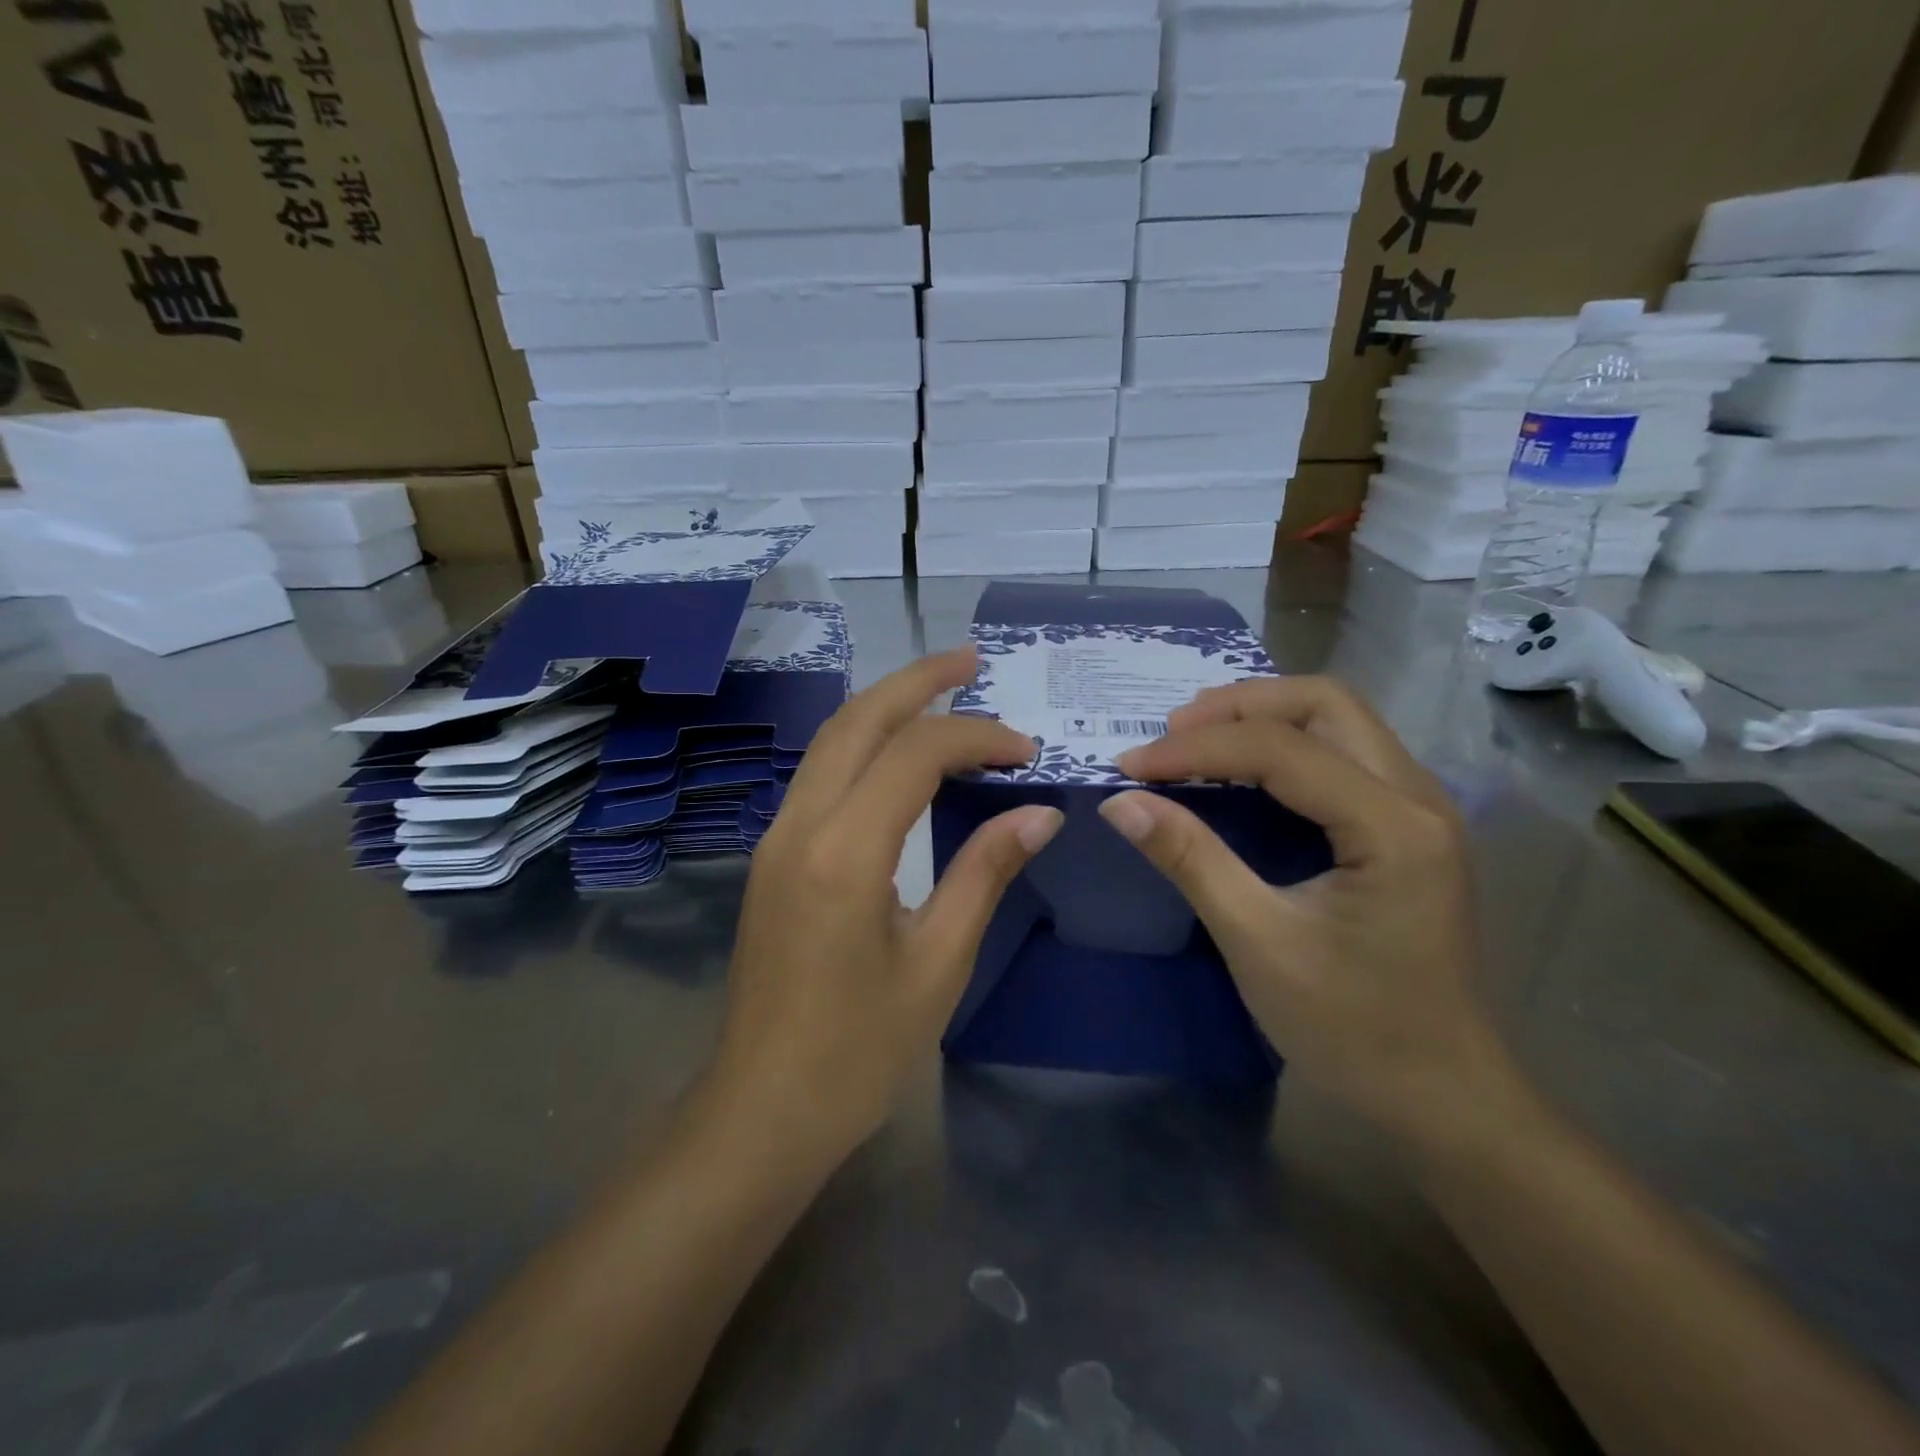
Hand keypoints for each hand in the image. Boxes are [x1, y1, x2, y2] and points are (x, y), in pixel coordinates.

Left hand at [710, 648, 1062, 1170]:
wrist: (762, 1107)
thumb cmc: (858, 1050)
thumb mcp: (938, 962)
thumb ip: (985, 872)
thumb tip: (1040, 813)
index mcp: (843, 852)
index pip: (914, 753)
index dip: (975, 736)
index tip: (1025, 750)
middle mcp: (799, 825)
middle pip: (857, 720)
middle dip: (916, 681)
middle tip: (971, 660)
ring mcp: (776, 837)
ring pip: (831, 741)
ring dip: (885, 705)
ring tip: (941, 689)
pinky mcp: (773, 855)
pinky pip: (820, 774)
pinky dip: (864, 744)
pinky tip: (898, 752)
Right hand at [1098, 677, 1503, 1146]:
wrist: (1443, 1095)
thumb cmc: (1353, 1028)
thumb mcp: (1258, 943)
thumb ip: (1191, 860)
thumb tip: (1120, 803)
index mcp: (1393, 827)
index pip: (1281, 749)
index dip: (1196, 749)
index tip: (1130, 766)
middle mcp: (1419, 798)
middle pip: (1325, 703)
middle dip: (1239, 705)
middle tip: (1170, 732)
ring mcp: (1420, 809)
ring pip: (1338, 719)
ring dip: (1262, 716)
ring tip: (1195, 738)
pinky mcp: (1407, 826)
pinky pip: (1342, 752)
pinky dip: (1284, 742)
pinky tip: (1240, 768)